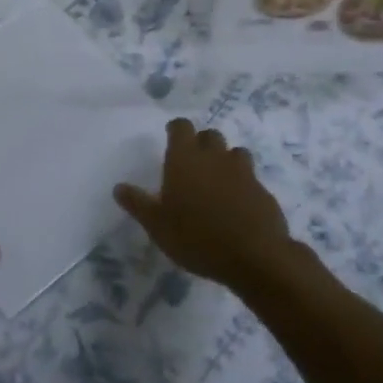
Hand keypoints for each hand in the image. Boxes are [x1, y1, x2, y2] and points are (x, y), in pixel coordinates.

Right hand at [114, 118, 292, 292]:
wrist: (254, 256)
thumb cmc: (196, 236)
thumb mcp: (157, 225)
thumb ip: (138, 204)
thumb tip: (119, 187)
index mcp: (185, 158)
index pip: (181, 126)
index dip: (176, 130)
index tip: (171, 138)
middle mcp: (214, 156)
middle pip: (209, 135)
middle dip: (201, 143)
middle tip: (192, 163)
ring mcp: (243, 171)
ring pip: (234, 152)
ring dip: (225, 160)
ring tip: (217, 181)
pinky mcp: (263, 190)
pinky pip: (250, 177)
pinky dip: (242, 184)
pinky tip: (237, 205)